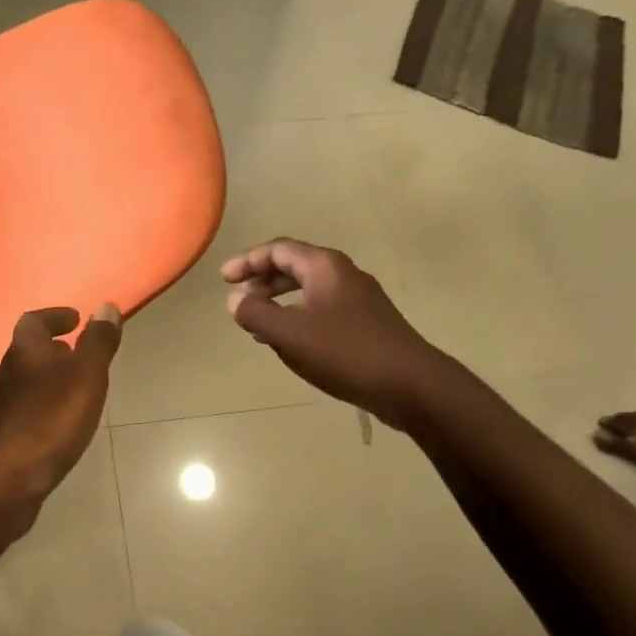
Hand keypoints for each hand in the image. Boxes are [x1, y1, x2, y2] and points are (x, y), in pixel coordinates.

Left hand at [0, 305, 122, 510]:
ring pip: (22, 383)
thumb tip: (106, 306)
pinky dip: (38, 409)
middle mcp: (4, 374)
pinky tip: (52, 427)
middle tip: (77, 356)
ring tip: (71, 392)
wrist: (2, 481)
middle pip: (27, 353)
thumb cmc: (49, 421)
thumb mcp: (86, 377)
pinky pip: (20, 413)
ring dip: (44, 381)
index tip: (76, 319)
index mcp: (24, 352)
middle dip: (52, 351)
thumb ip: (97, 343)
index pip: (34, 321)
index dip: (55, 316)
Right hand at [223, 239, 430, 421]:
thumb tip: (234, 300)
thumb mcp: (290, 334)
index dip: (247, 261)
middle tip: (238, 300)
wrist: (410, 384)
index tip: (224, 279)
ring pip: (308, 289)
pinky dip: (297, 316)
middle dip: (262, 280)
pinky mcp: (366, 323)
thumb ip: (256, 313)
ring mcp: (358, 299)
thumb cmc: (346, 352)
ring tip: (256, 322)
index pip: (278, 250)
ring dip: (278, 301)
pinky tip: (288, 341)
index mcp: (324, 267)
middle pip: (294, 266)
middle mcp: (343, 274)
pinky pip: (321, 309)